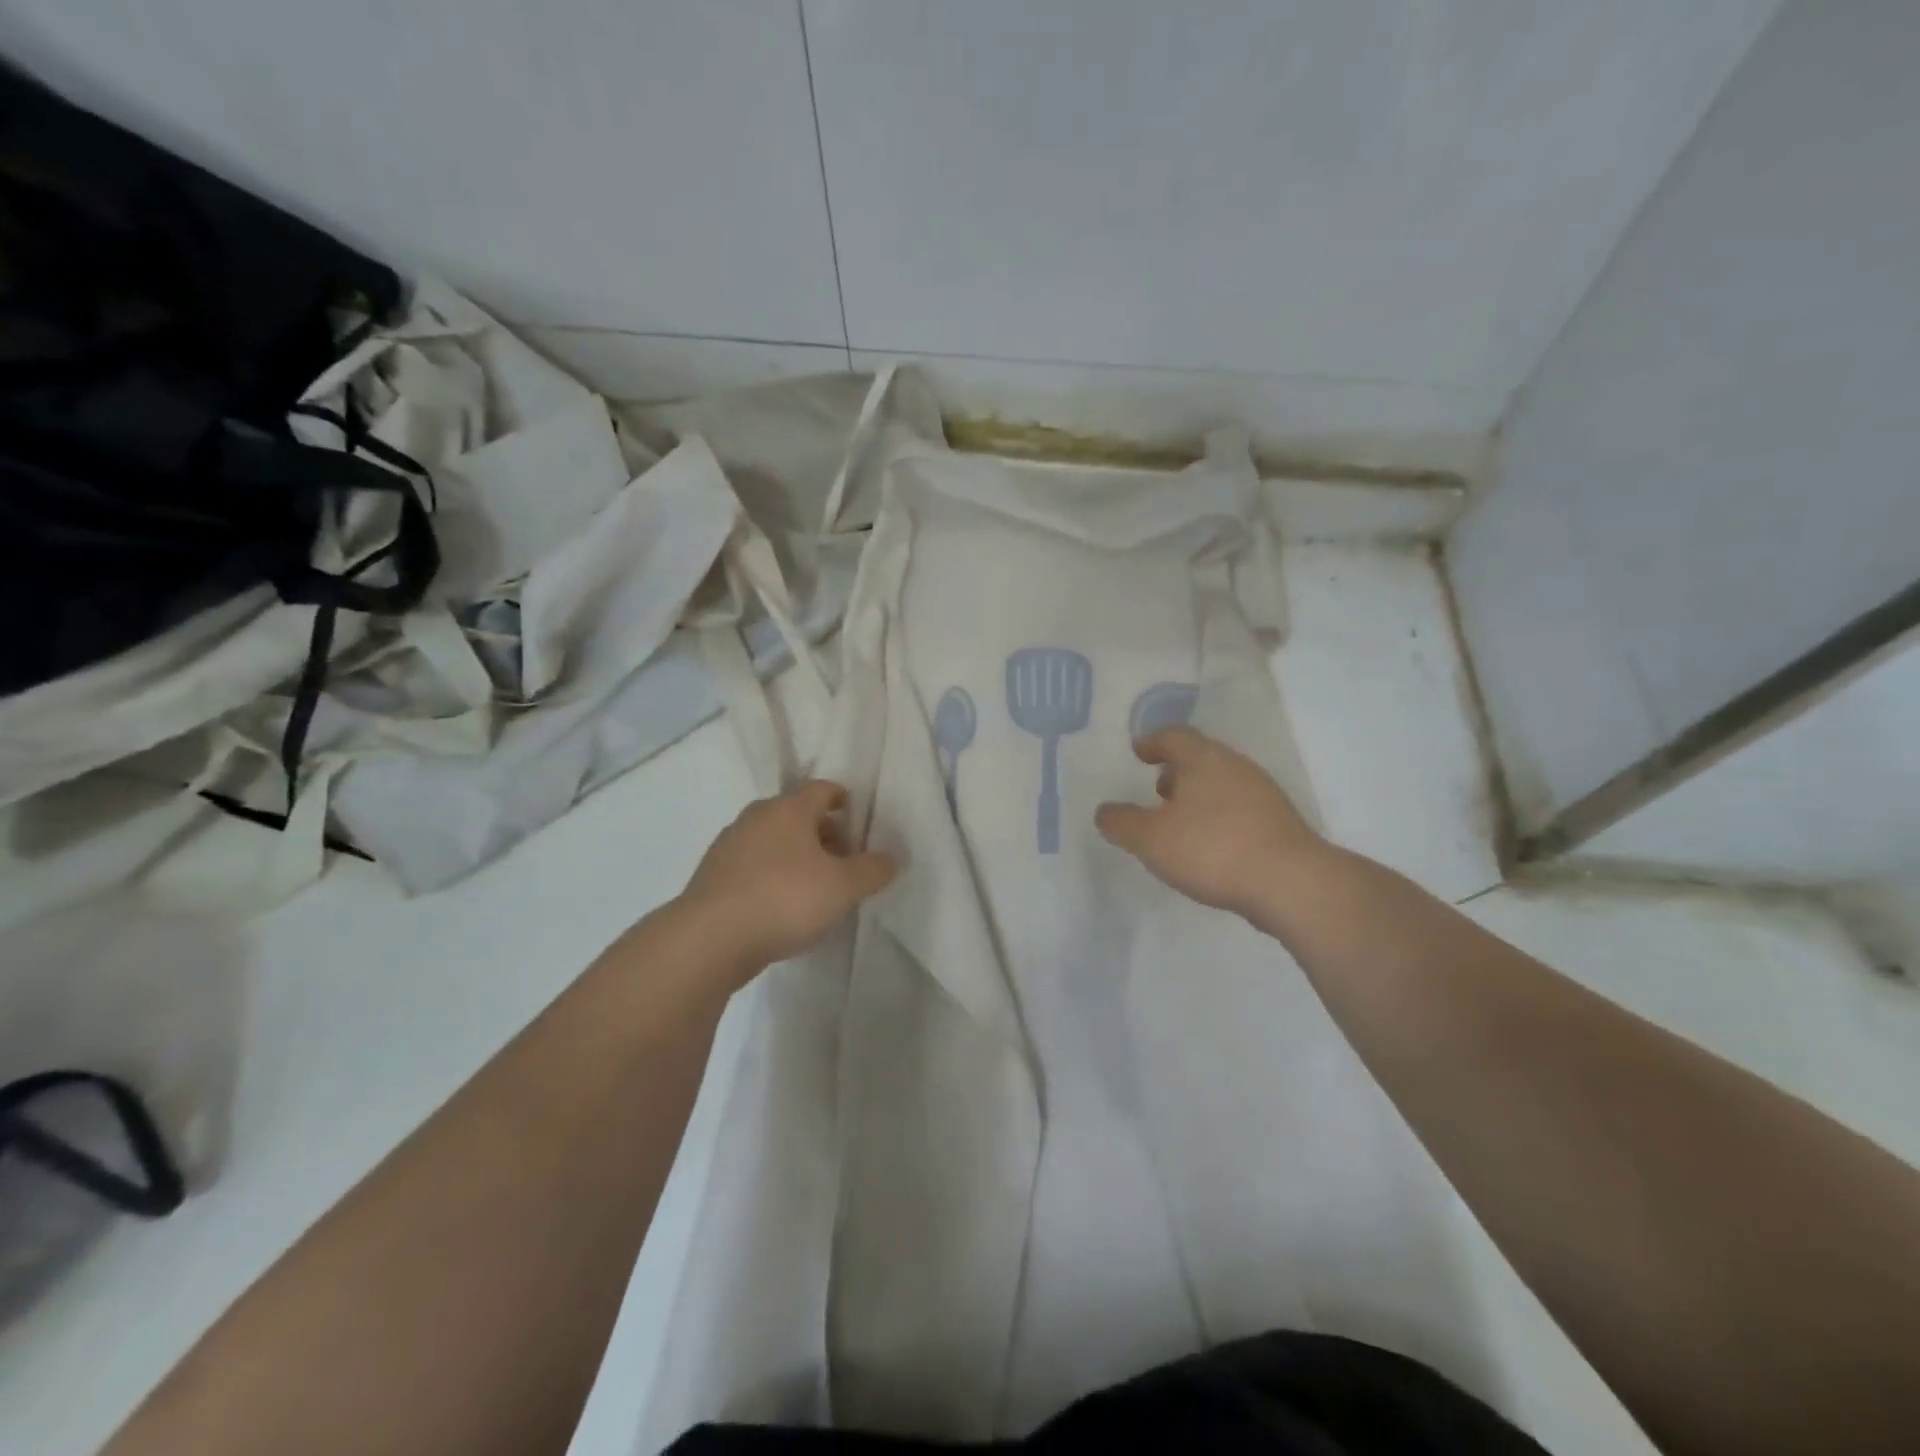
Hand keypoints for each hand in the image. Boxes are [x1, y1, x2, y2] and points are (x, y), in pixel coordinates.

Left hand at [678, 779, 896, 971]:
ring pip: (772, 841)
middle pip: (796, 815)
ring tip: (815, 886)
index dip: (842, 799)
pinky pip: (752, 866)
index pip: (821, 789)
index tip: (856, 816)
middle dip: (822, 832)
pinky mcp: (711, 877)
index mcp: (789, 810)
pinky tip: (781, 906)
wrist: (709, 939)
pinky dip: (771, 875)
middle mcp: (756, 818)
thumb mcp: (843, 887)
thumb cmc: (785, 900)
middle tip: (843, 858)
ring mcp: (728, 846)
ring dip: (795, 856)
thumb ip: (872, 870)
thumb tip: (891, 859)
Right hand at [1096, 726, 1328, 919]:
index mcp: (1203, 759)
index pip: (1173, 736)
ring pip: (1222, 783)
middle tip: (1156, 789)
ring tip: (1180, 823)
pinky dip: (1219, 817)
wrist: (1291, 883)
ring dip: (1198, 796)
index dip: (1152, 742)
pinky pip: (1239, 809)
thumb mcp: (1150, 839)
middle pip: (1201, 757)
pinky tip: (1210, 846)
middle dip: (1176, 771)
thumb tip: (1105, 811)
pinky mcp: (1280, 823)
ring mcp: (1263, 794)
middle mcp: (1235, 767)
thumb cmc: (1211, 849)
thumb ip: (1121, 823)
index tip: (1139, 752)